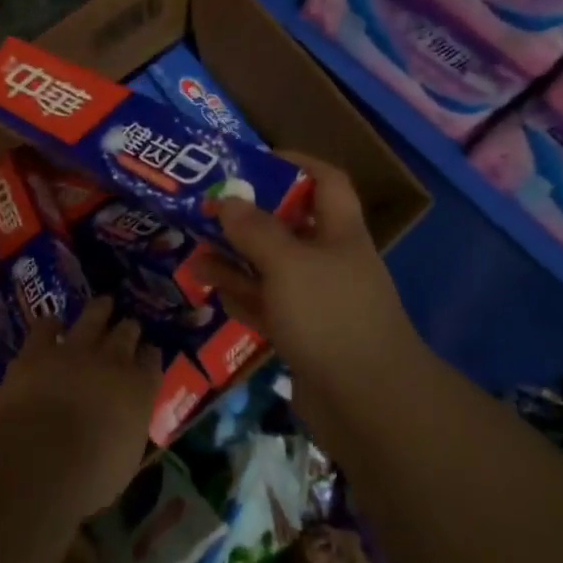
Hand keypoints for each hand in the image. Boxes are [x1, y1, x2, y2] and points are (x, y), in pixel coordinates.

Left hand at [0, 296, 161, 512]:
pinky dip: (50, 324)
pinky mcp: (37, 351)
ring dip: (99, 311)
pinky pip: (45, 327)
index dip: (151, 356)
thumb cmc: (91, 475)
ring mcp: (74, 350)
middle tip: (129, 325)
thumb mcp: (125, 460)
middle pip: (127, 334)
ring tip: (104, 303)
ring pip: (93, 318)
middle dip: (129, 329)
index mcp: (139, 389)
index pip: (152, 362)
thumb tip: (125, 427)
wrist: (41, 458)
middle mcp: (112, 361)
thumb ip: (129, 432)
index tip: (150, 352)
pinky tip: (51, 323)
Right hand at [192, 154, 422, 403]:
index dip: (295, 163)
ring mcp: (317, 301)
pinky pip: (267, 306)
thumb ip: (255, 230)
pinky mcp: (303, 336)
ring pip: (272, 269)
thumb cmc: (330, 316)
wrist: (367, 403)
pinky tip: (212, 289)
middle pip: (290, 226)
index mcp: (340, 233)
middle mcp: (330, 261)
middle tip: (207, 209)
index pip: (325, 181)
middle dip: (249, 216)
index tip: (253, 160)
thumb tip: (228, 200)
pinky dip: (241, 296)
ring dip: (237, 258)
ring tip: (195, 251)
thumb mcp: (288, 264)